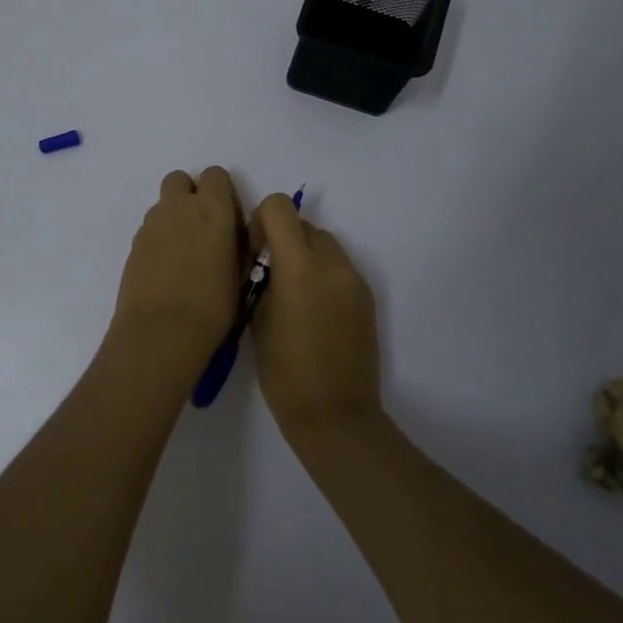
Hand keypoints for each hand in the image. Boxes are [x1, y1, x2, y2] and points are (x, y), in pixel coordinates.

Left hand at [105, 167, 247, 392]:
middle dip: (191, 195)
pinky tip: (167, 269)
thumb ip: (238, 245)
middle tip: (203, 228)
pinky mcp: (133, 245)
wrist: (161, 332)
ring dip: (174, 217)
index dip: (223, 193)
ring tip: (184, 254)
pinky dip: (159, 239)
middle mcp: (179, 207)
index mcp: (212, 208)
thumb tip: (235, 237)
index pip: (216, 175)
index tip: (229, 220)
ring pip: (163, 204)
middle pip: (181, 179)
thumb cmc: (213, 305)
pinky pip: (150, 229)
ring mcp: (151, 224)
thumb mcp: (240, 273)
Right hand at [249, 194, 382, 442]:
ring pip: (324, 243)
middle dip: (283, 239)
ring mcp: (354, 279)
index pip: (280, 207)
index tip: (255, 250)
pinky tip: (314, 311)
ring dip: (305, 254)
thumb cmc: (284, 373)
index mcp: (299, 267)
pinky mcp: (367, 296)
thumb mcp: (257, 319)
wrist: (335, 415)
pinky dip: (322, 273)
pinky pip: (339, 267)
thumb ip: (261, 278)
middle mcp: (332, 263)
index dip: (261, 220)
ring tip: (294, 295)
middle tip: (270, 276)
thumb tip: (263, 259)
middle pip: (303, 224)